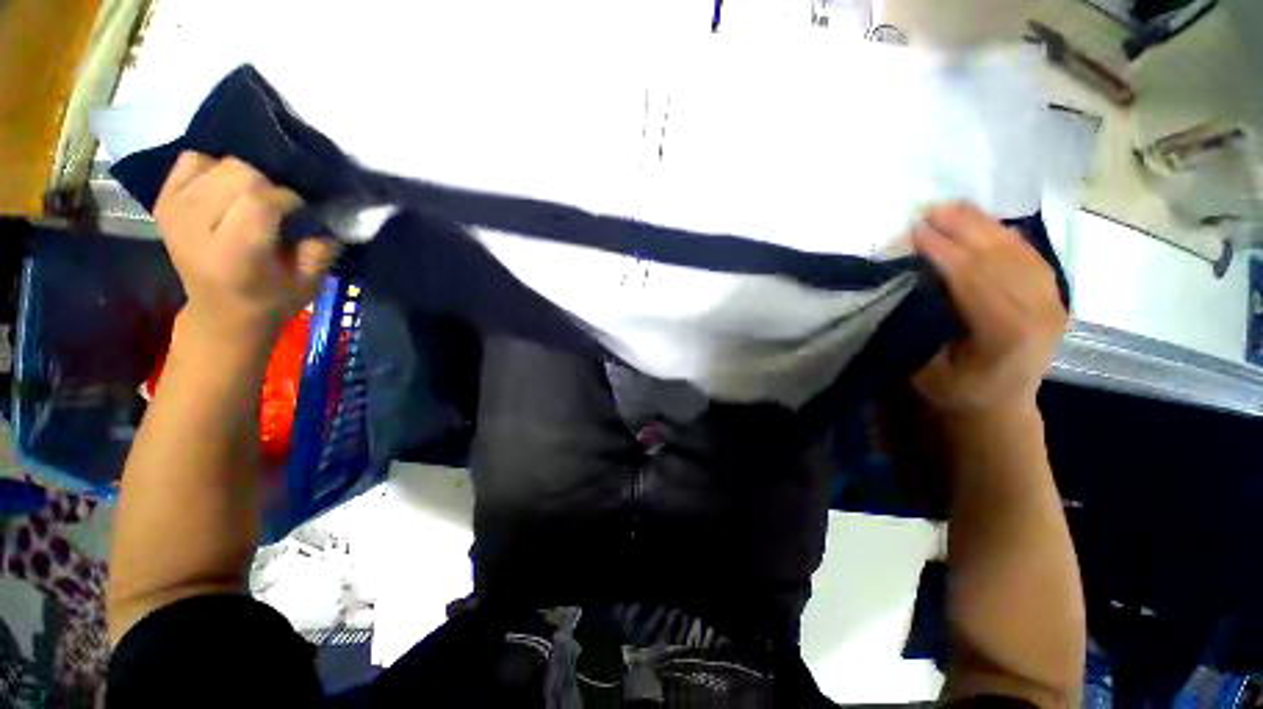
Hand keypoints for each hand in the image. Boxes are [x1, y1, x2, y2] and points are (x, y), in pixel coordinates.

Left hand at [154, 151, 338, 345]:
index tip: (300, 214)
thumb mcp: (308, 284)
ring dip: (244, 179)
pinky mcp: (163, 202)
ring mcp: (174, 212)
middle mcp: (195, 229)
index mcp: (233, 255)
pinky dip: (212, 169)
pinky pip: (192, 161)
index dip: (289, 199)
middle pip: (238, 174)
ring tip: (251, 202)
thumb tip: (322, 220)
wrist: (220, 313)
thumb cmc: (271, 300)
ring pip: (219, 165)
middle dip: (267, 186)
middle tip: (276, 209)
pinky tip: (224, 191)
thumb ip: (319, 251)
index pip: (259, 201)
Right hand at [911, 203, 1066, 415]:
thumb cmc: (956, 391)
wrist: (1001, 405)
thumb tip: (906, 284)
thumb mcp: (925, 369)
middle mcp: (1039, 313)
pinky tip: (985, 222)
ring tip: (952, 207)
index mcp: (1006, 335)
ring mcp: (1053, 302)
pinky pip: (1031, 255)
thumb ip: (920, 327)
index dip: (943, 250)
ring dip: (983, 225)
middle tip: (928, 209)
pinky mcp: (1054, 296)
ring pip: (1018, 251)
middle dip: (961, 228)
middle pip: (999, 257)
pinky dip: (1005, 234)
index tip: (914, 231)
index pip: (974, 279)